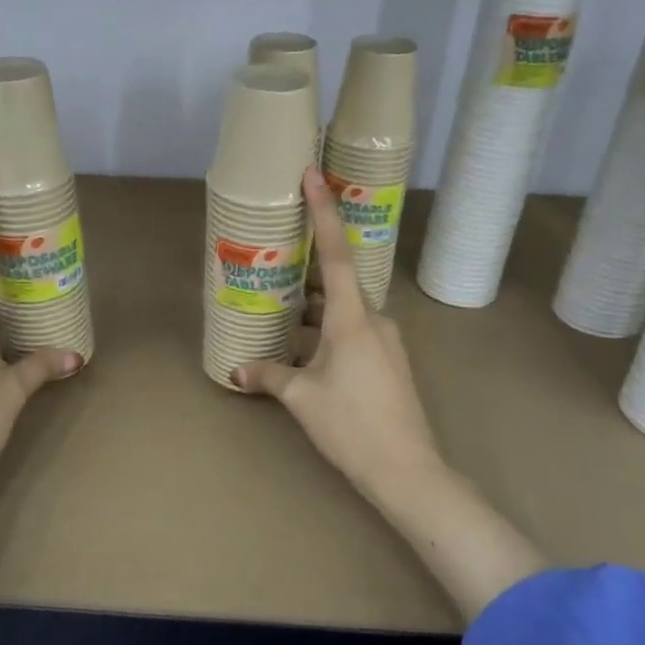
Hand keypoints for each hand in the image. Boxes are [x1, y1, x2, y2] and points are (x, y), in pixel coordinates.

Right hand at [232, 167, 443, 502]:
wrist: (407, 470)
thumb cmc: (351, 425)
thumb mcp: (302, 398)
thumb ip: (269, 376)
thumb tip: (237, 370)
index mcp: (352, 318)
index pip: (336, 253)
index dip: (324, 212)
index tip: (313, 175)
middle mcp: (374, 320)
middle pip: (339, 280)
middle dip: (309, 267)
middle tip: (277, 254)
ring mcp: (385, 341)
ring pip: (344, 309)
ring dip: (315, 305)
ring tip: (279, 305)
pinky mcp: (388, 362)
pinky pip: (353, 331)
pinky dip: (326, 328)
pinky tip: (302, 346)